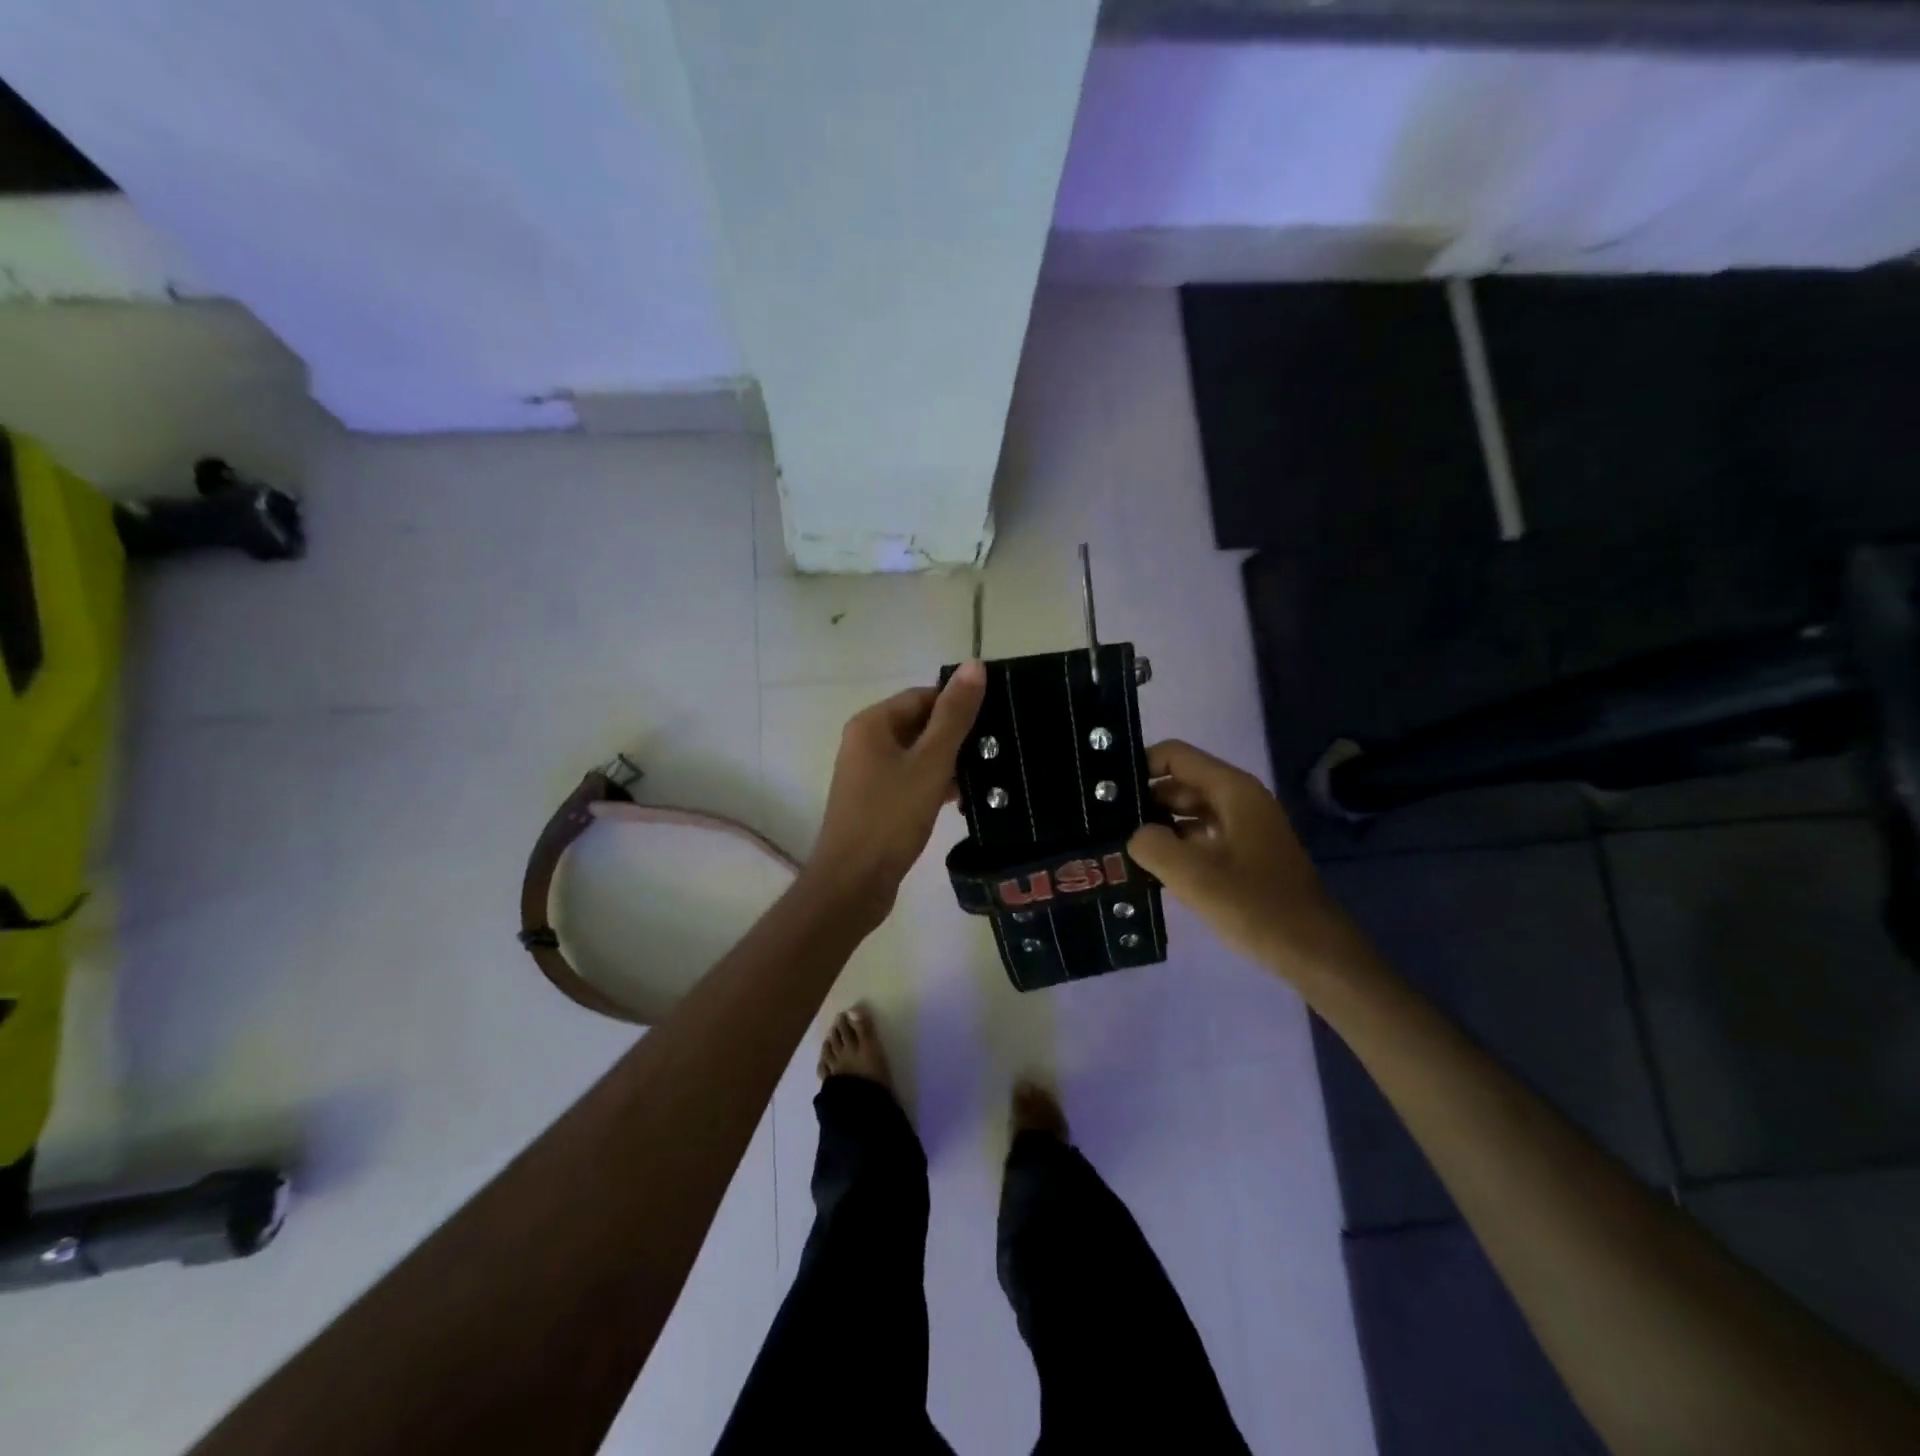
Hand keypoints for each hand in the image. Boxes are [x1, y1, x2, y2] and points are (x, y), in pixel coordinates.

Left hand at [805, 663, 986, 918]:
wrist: (853, 883)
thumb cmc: (890, 818)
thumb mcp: (930, 763)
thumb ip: (954, 716)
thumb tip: (973, 665)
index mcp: (872, 724)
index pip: (923, 696)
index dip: (958, 704)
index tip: (996, 719)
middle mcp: (866, 742)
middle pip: (921, 724)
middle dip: (958, 736)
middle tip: (999, 749)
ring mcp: (869, 774)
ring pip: (919, 755)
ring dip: (950, 763)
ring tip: (991, 775)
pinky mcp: (877, 802)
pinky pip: (912, 780)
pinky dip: (936, 785)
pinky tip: (964, 800)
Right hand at [1128, 740, 1359, 980]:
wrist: (1315, 953)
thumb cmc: (1257, 908)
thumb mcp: (1195, 877)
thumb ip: (1153, 846)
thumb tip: (1133, 835)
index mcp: (1232, 790)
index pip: (1175, 756)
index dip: (1139, 766)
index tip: (1106, 792)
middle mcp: (1238, 799)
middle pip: (1179, 782)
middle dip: (1144, 799)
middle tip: (1104, 824)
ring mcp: (1243, 826)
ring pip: (1187, 811)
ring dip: (1156, 825)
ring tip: (1118, 845)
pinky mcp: (1243, 853)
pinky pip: (1199, 836)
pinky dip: (1175, 845)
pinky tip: (1148, 867)